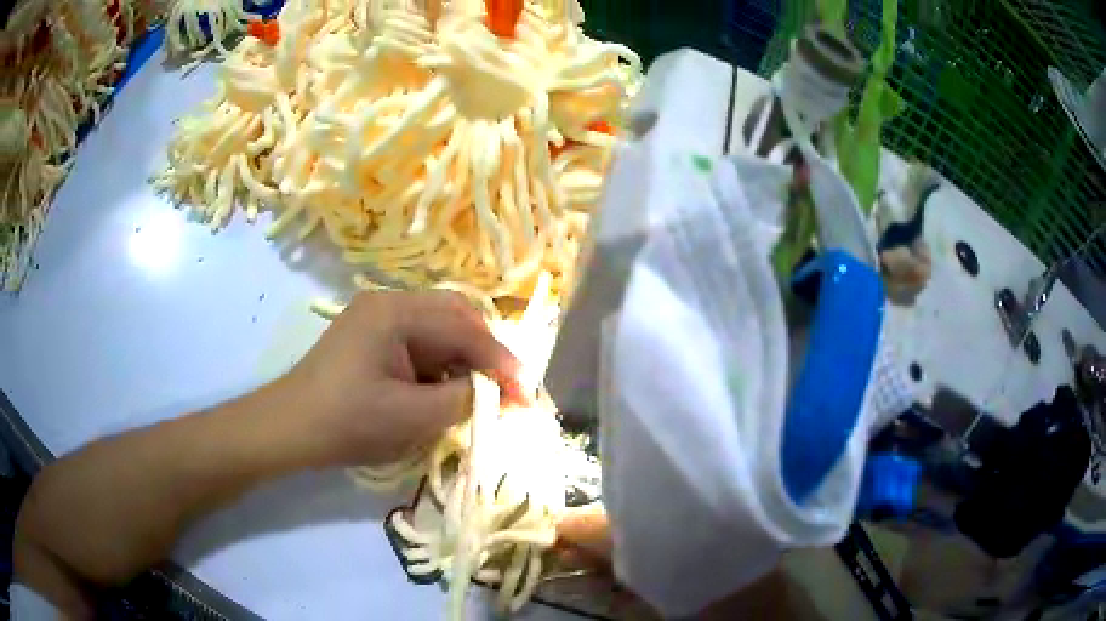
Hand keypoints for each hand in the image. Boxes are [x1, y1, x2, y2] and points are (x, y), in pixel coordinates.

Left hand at [281, 291, 523, 465]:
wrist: (290, 428)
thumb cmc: (348, 422)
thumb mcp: (414, 417)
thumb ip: (464, 399)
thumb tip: (497, 392)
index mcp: (396, 312)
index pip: (465, 329)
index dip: (501, 362)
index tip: (527, 394)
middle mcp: (389, 302)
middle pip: (455, 316)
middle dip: (486, 353)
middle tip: (505, 389)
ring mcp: (377, 316)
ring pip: (439, 328)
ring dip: (464, 359)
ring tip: (480, 392)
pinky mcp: (371, 335)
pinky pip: (419, 341)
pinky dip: (440, 364)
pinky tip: (445, 389)